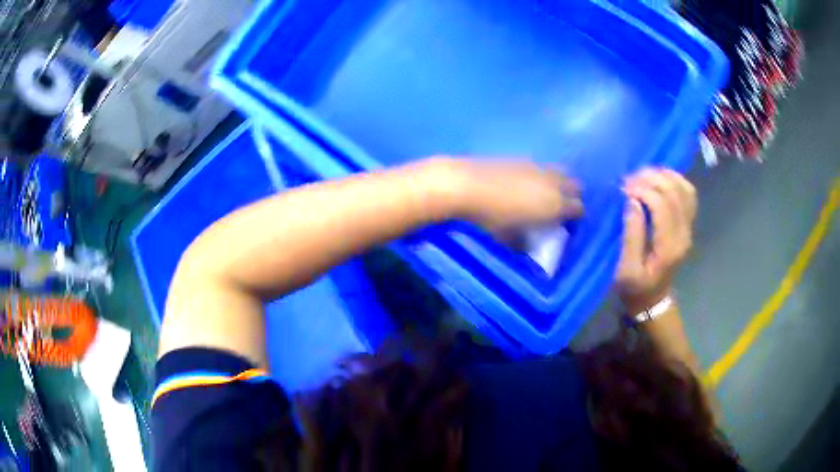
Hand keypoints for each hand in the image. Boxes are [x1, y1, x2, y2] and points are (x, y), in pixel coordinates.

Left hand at [425, 158, 582, 230]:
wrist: (467, 185)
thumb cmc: (491, 217)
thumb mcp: (508, 237)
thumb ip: (523, 243)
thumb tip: (528, 247)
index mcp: (555, 204)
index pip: (579, 209)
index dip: (575, 217)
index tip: (566, 224)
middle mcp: (553, 183)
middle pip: (575, 186)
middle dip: (572, 196)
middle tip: (559, 208)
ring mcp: (539, 167)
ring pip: (561, 173)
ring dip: (559, 183)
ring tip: (544, 194)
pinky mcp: (523, 158)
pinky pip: (542, 167)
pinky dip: (542, 175)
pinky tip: (527, 183)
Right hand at [617, 168, 696, 312]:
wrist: (653, 301)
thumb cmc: (635, 289)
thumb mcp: (626, 270)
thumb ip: (631, 235)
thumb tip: (631, 202)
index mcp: (669, 246)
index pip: (662, 205)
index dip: (643, 191)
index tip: (624, 189)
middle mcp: (684, 234)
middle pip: (674, 193)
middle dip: (651, 179)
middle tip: (630, 180)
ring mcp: (688, 228)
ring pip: (684, 190)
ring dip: (664, 176)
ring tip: (643, 175)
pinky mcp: (687, 225)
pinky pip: (688, 195)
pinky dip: (675, 181)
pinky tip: (660, 178)